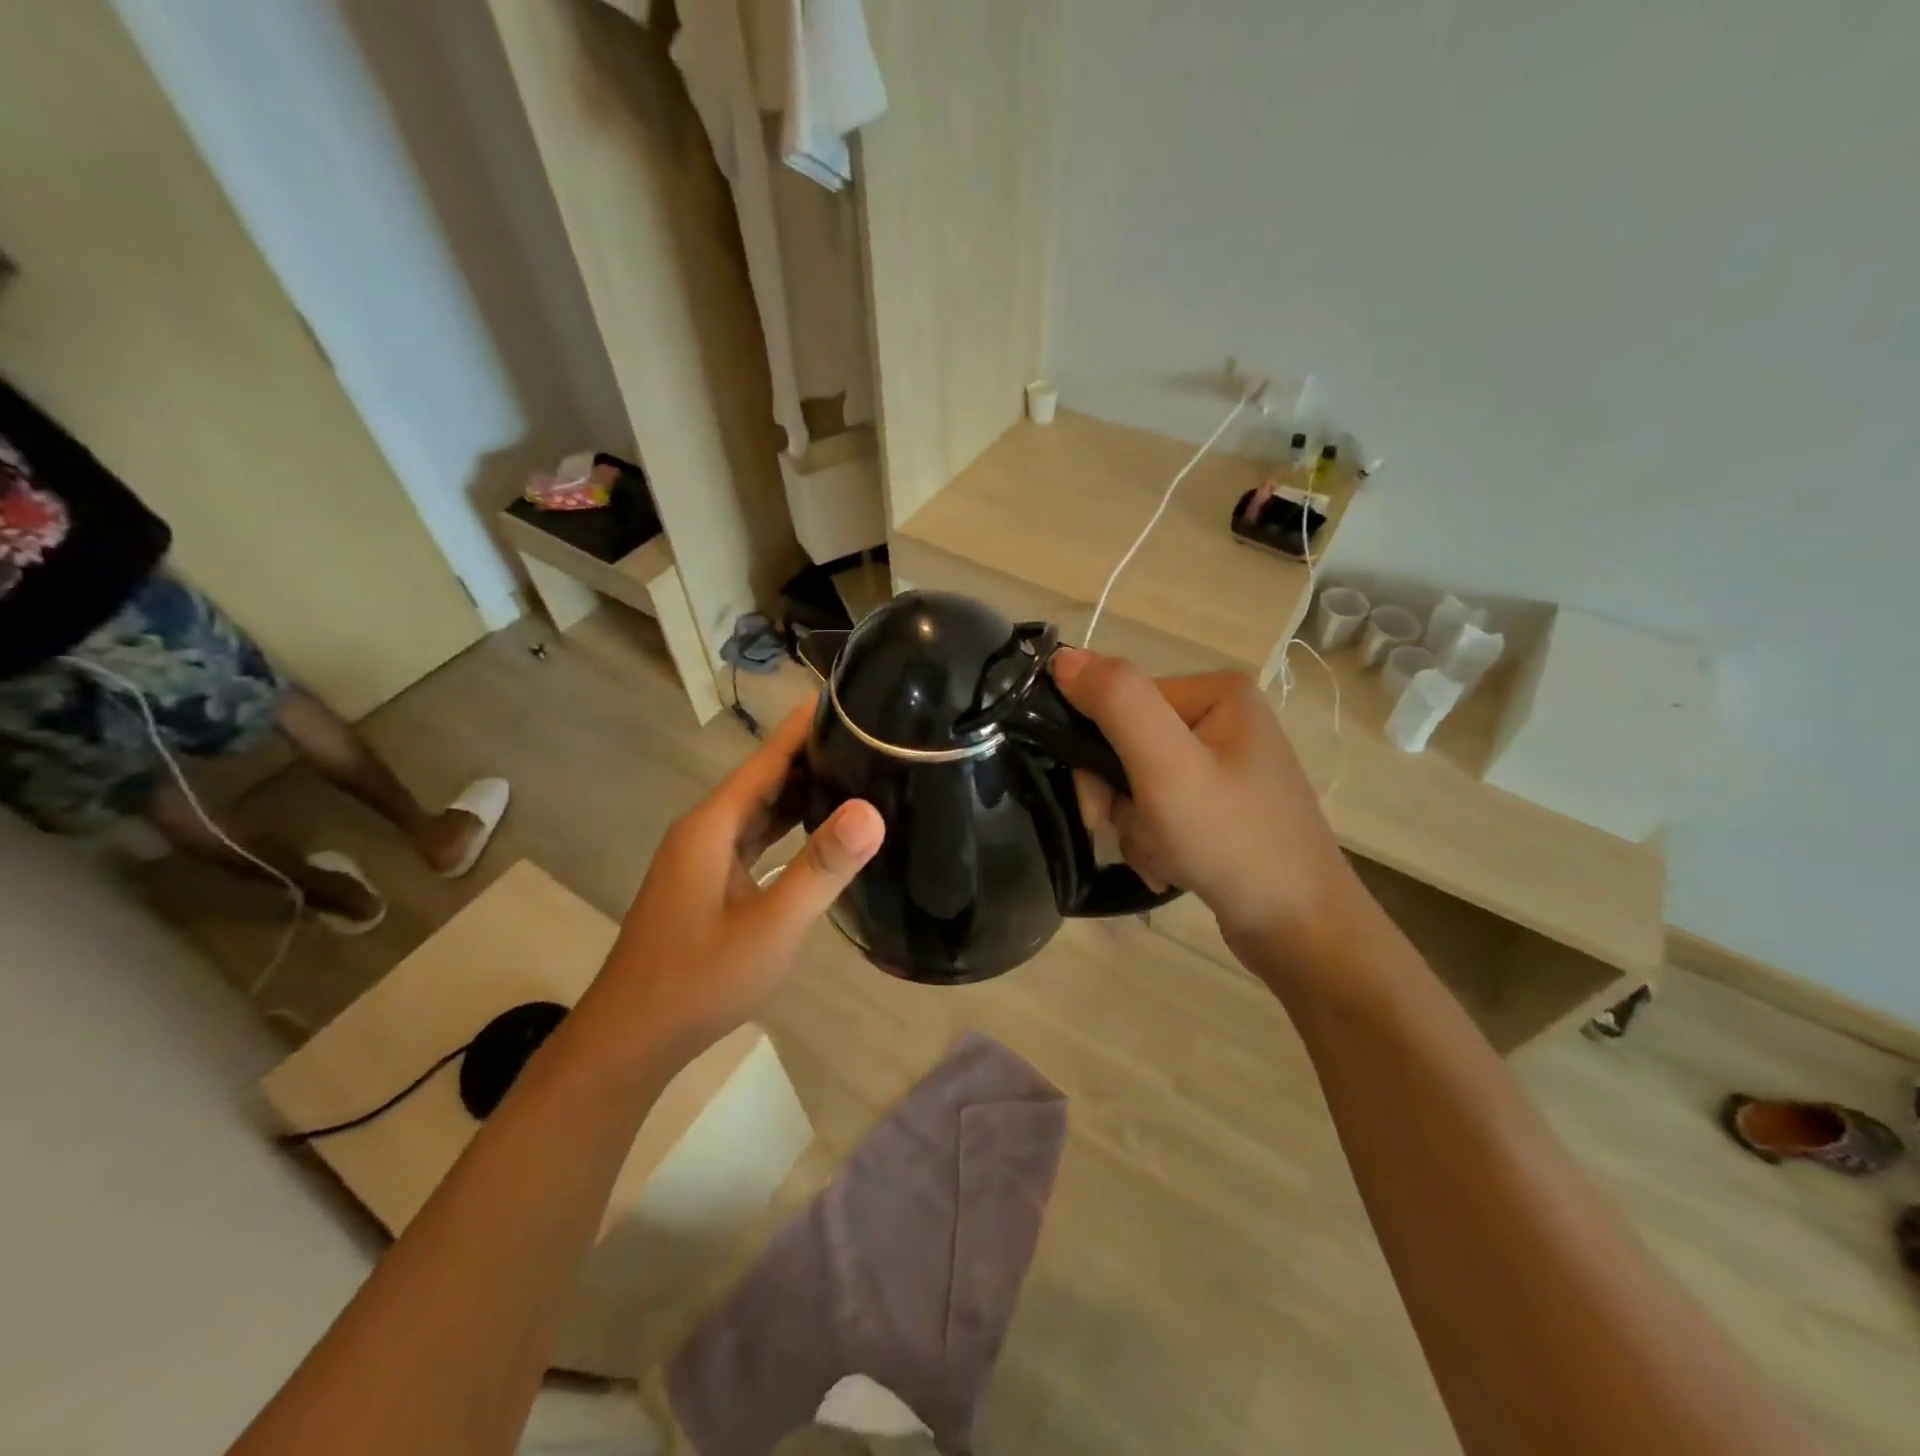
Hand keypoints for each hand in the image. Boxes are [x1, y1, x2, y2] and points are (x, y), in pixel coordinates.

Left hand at [587, 701, 883, 1060]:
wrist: (631, 1039)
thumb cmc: (699, 980)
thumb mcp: (771, 926)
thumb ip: (821, 868)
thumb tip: (872, 812)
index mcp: (713, 826)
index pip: (767, 758)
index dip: (804, 727)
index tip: (848, 697)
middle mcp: (705, 830)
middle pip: (764, 778)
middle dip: (813, 754)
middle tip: (871, 736)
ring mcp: (703, 858)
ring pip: (760, 809)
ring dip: (802, 790)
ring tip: (857, 770)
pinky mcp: (708, 882)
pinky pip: (755, 838)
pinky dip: (788, 825)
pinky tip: (819, 830)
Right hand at [1051, 648, 1367, 962]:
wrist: (1300, 930)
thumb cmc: (1232, 840)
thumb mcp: (1167, 766)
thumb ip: (1116, 704)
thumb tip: (1062, 657)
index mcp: (1216, 693)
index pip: (1120, 704)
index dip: (1096, 755)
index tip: (1101, 807)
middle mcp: (1221, 720)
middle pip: (1127, 746)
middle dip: (1120, 799)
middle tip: (1134, 836)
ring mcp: (1223, 766)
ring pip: (1137, 784)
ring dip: (1136, 827)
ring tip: (1164, 859)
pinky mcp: (1220, 805)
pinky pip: (1160, 810)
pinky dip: (1154, 841)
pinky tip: (1173, 868)